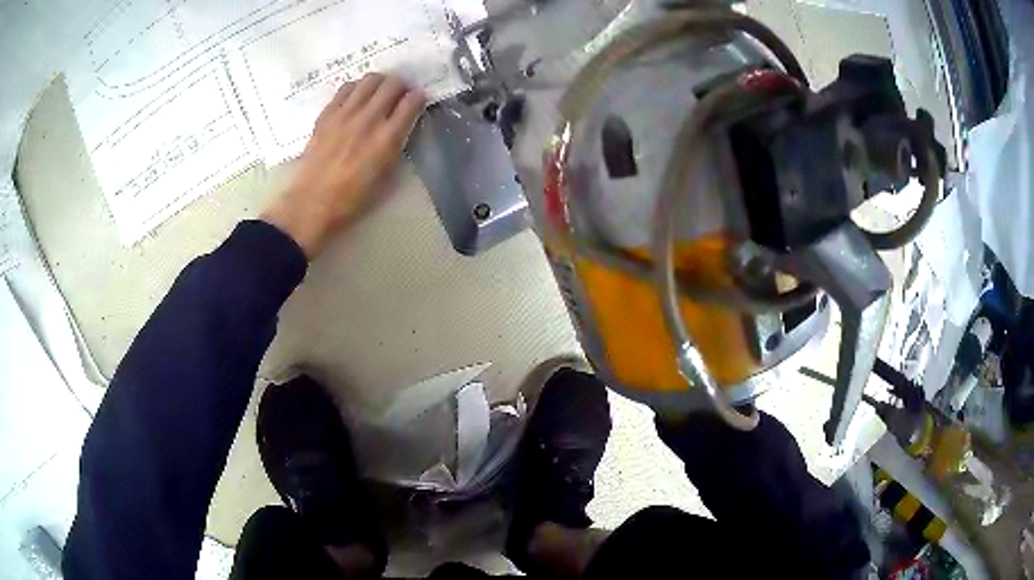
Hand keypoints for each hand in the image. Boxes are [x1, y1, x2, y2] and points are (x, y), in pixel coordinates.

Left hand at [261, 73, 425, 258]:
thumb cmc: (353, 199)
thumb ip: (396, 146)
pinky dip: (356, 88)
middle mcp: (368, 119)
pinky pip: (346, 88)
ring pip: (370, 80)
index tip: (417, 101)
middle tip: (399, 94)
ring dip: (380, 83)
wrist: (312, 203)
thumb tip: (401, 127)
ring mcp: (345, 114)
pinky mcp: (327, 114)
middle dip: (401, 86)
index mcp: (387, 139)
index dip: (419, 98)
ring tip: (378, 93)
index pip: (412, 102)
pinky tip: (356, 98)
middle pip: (393, 84)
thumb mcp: (386, 177)